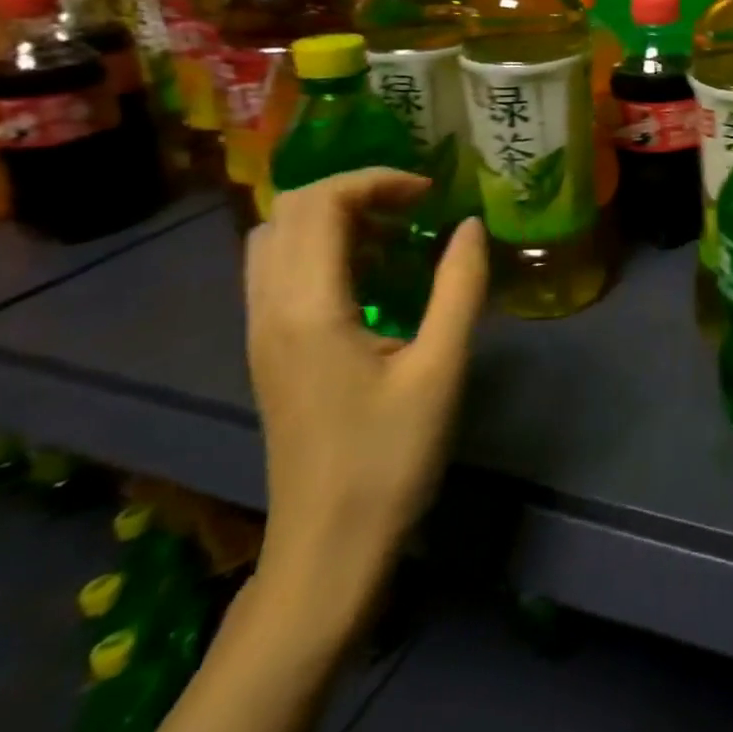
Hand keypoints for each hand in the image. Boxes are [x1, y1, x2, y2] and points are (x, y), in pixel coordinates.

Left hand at [244, 169, 487, 625]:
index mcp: (308, 309)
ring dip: (334, 217)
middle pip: (287, 211)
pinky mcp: (269, 352)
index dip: (376, 180)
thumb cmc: (389, 459)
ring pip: (276, 239)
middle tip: (415, 206)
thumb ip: (459, 287)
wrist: (328, 551)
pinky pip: (280, 271)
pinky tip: (372, 274)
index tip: (432, 195)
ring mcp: (261, 332)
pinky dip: (322, 248)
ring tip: (396, 232)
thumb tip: (470, 225)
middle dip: (354, 190)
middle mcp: (270, 310)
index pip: (319, 204)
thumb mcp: (441, 368)